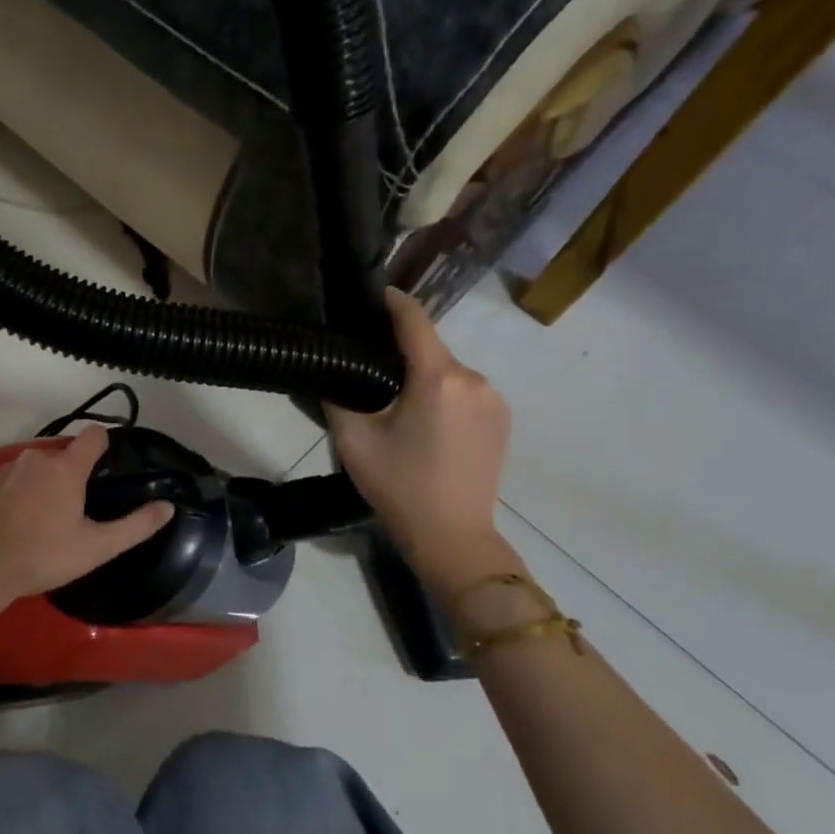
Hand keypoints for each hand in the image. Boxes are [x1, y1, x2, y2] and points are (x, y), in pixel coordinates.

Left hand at [0, 424, 174, 606]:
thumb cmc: (42, 556)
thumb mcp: (95, 548)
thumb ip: (135, 526)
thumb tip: (168, 507)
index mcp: (66, 467)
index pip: (93, 436)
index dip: (104, 447)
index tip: (108, 468)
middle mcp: (36, 458)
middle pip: (64, 455)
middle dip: (72, 475)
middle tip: (77, 510)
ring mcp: (6, 469)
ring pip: (36, 468)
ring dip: (45, 484)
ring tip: (46, 520)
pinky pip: (13, 480)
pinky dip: (20, 494)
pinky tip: (18, 523)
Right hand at [326, 289, 528, 605]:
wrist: (454, 539)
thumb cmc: (400, 487)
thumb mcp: (353, 440)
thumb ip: (338, 395)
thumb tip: (332, 367)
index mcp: (438, 378)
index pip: (414, 320)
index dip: (391, 302)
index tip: (371, 295)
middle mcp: (473, 378)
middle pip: (430, 346)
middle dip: (401, 348)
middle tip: (368, 365)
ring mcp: (494, 399)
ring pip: (448, 369)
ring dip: (423, 374)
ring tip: (395, 400)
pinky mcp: (502, 419)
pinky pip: (465, 390)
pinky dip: (443, 392)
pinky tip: (424, 420)